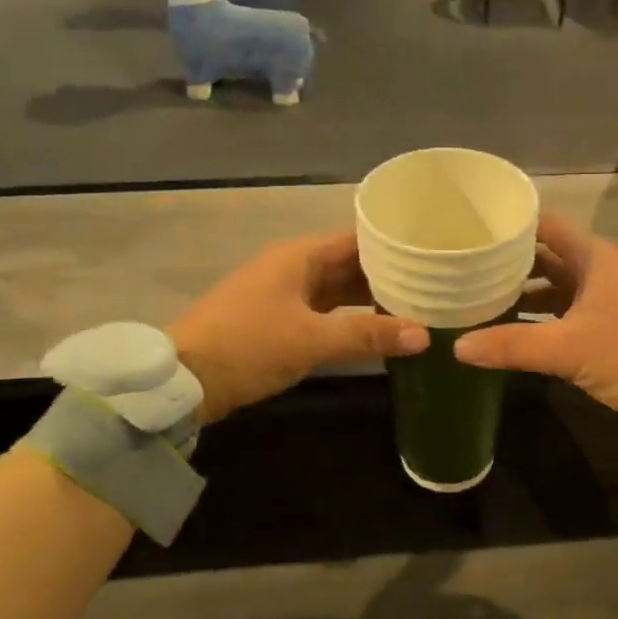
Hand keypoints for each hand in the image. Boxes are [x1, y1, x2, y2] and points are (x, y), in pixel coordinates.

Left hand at [169, 234, 427, 423]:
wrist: (182, 379)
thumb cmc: (248, 346)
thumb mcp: (310, 340)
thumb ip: (367, 335)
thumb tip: (424, 334)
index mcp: (299, 256)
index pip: (357, 239)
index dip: (394, 244)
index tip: (431, 252)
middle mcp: (293, 266)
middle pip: (349, 263)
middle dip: (388, 274)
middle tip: (435, 284)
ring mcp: (283, 293)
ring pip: (337, 289)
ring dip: (369, 298)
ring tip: (416, 306)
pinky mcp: (277, 319)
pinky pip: (324, 310)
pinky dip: (349, 317)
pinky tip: (376, 330)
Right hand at [453, 214, 617, 427]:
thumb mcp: (570, 348)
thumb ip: (513, 345)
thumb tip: (457, 346)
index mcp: (594, 257)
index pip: (544, 226)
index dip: (510, 225)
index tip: (471, 231)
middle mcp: (599, 270)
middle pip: (545, 257)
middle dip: (508, 264)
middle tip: (463, 271)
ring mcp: (607, 300)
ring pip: (555, 288)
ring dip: (523, 295)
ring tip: (477, 303)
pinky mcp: (612, 328)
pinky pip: (566, 315)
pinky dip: (540, 320)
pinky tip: (513, 334)